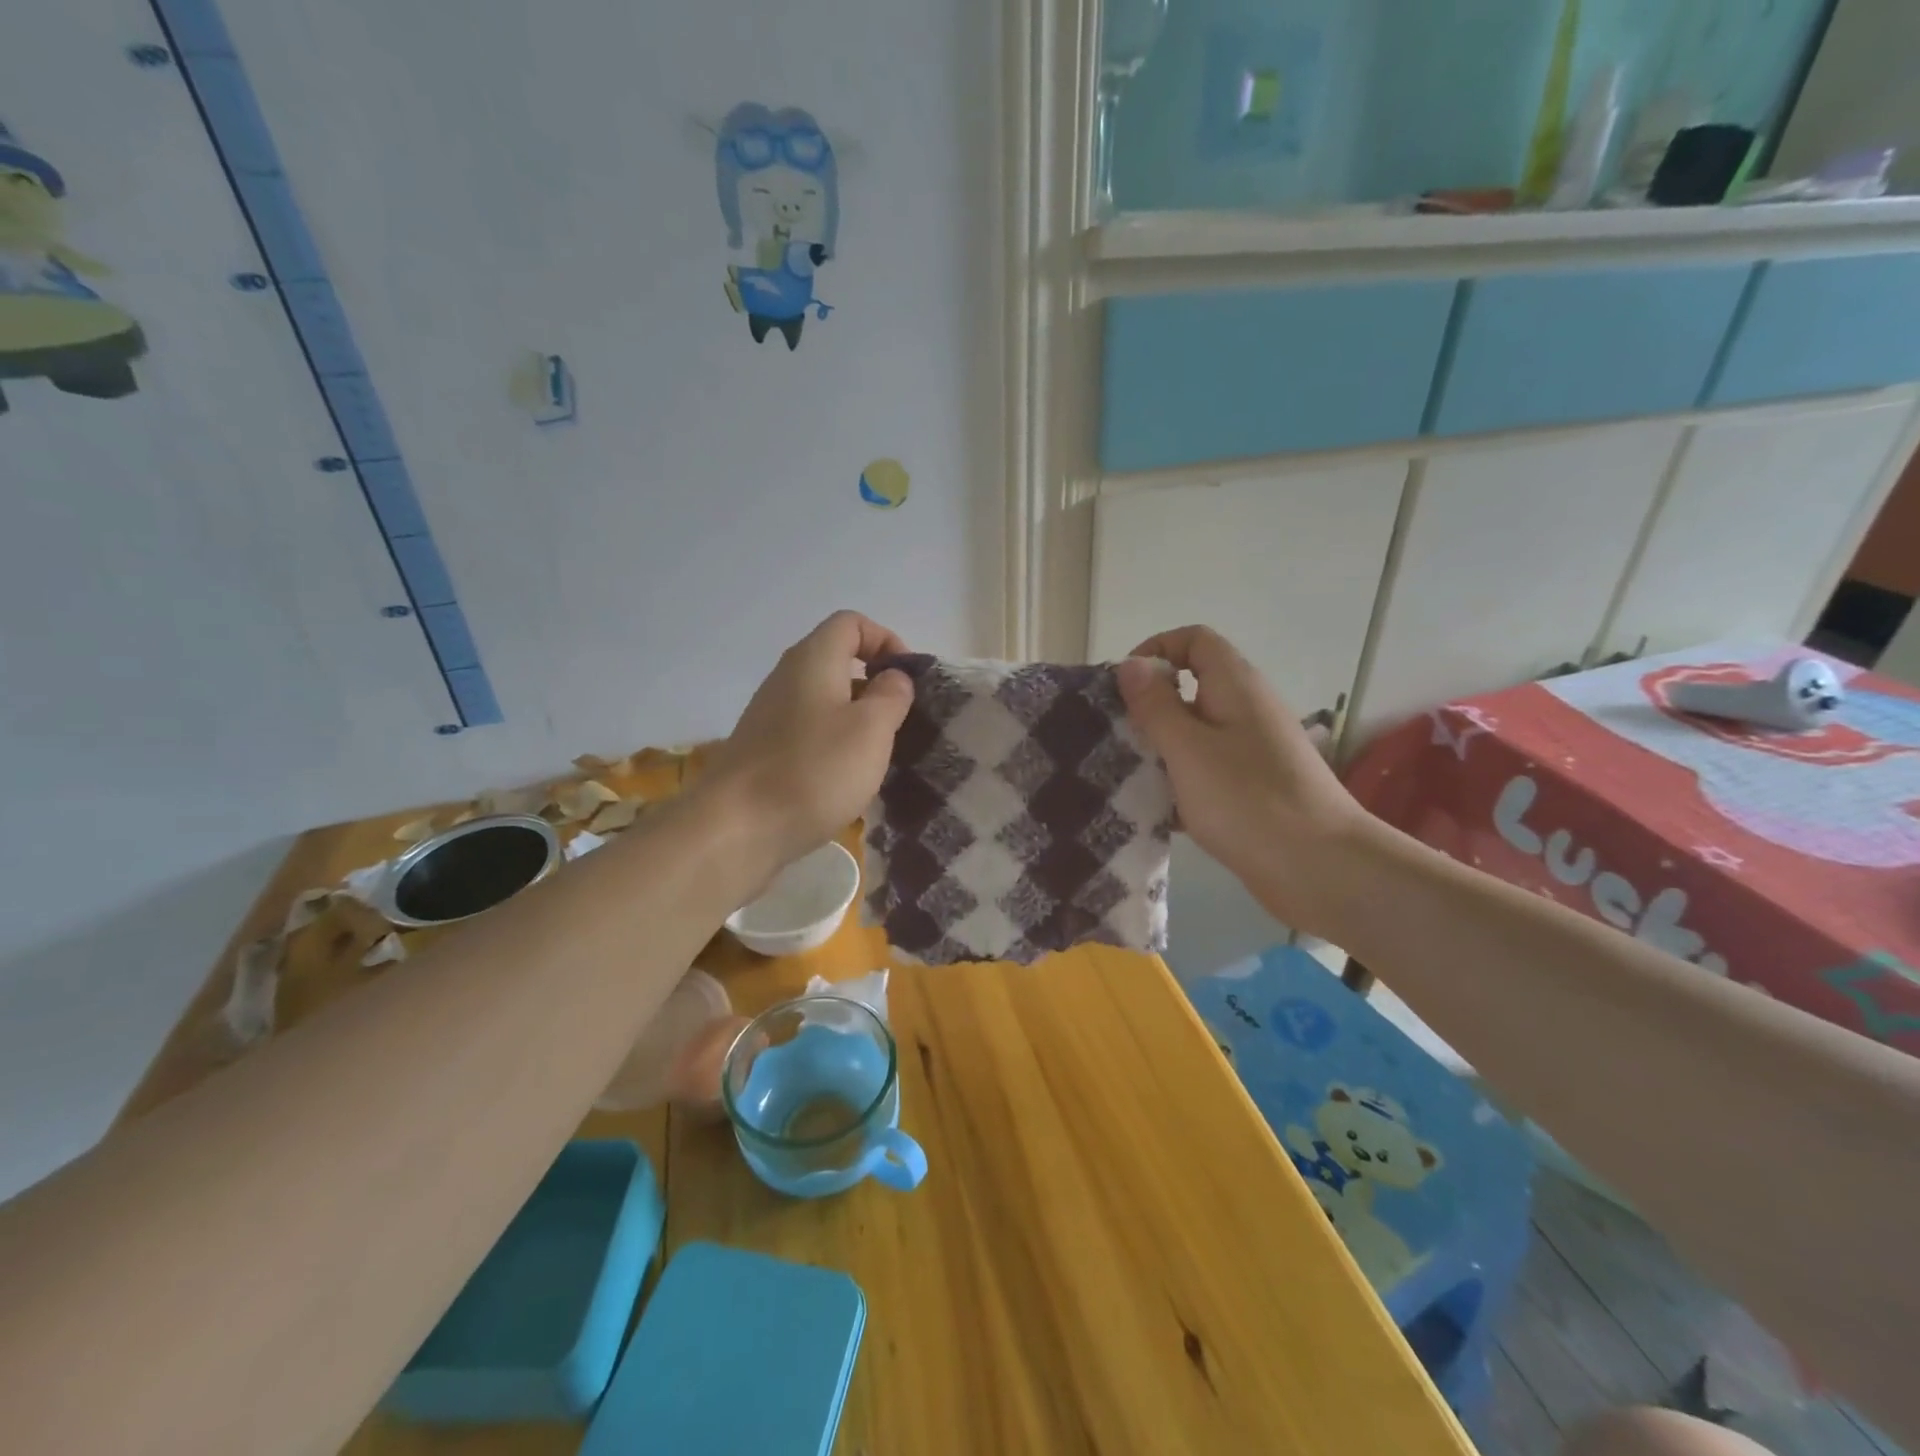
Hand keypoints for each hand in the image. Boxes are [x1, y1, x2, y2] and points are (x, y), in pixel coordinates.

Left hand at [704, 611, 913, 871]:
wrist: (737, 828)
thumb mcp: (871, 729)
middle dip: (874, 683)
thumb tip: (893, 678)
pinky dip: (833, 742)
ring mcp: (770, 715)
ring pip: (824, 699)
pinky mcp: (763, 749)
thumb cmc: (814, 770)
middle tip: (899, 720)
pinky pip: (808, 730)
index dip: (886, 640)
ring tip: (877, 753)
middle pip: (837, 660)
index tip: (907, 680)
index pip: (851, 623)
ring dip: (856, 717)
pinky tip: (844, 778)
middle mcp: (786, 677)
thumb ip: (891, 695)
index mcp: (813, 659)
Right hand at [1116, 626, 1375, 934]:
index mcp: (1236, 686)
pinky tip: (1157, 810)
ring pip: (1196, 734)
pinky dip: (1181, 783)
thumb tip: (1132, 665)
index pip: (1194, 640)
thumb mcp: (1187, 748)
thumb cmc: (1245, 799)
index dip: (1156, 650)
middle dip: (1150, 707)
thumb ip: (1155, 705)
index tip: (1125, 688)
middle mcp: (1248, 709)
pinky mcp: (1254, 788)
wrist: (1318, 867)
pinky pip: (1207, 771)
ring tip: (1126, 775)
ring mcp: (1254, 751)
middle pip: (1192, 687)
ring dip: (1161, 749)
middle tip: (1117, 737)